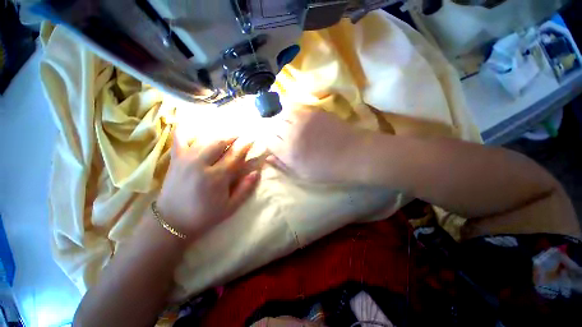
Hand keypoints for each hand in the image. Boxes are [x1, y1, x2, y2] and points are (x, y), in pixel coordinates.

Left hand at [157, 131, 260, 239]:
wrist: (171, 222)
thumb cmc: (204, 215)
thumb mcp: (230, 207)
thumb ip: (245, 189)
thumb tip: (257, 172)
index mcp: (217, 177)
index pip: (235, 155)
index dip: (245, 145)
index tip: (252, 138)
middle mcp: (201, 164)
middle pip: (220, 142)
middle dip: (233, 135)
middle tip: (241, 134)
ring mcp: (186, 160)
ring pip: (204, 138)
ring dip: (218, 133)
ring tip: (226, 132)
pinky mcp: (175, 159)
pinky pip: (179, 138)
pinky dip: (186, 129)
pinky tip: (194, 125)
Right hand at [267, 107, 367, 183]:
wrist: (353, 154)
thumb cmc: (327, 170)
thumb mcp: (302, 175)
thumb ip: (283, 165)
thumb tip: (267, 158)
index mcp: (288, 152)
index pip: (267, 140)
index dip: (267, 140)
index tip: (271, 142)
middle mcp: (291, 133)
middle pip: (272, 124)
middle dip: (272, 129)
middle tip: (277, 133)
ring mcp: (302, 119)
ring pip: (281, 113)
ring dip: (280, 118)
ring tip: (285, 124)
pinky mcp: (313, 111)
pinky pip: (295, 107)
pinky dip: (290, 111)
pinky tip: (295, 117)